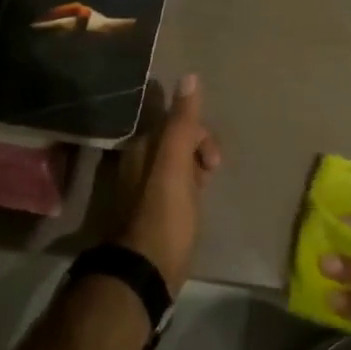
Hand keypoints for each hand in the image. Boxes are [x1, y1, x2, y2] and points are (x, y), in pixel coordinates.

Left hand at [114, 74, 220, 291]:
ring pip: (174, 166)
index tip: (214, 160)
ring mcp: (141, 192)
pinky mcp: (150, 216)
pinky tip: (195, 207)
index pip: (174, 123)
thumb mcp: (175, 165)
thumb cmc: (164, 216)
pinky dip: (188, 190)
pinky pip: (173, 189)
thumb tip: (189, 76)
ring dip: (195, 171)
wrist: (145, 273)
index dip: (199, 134)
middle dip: (199, 151)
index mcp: (141, 149)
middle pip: (174, 142)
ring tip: (206, 191)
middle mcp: (136, 165)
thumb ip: (182, 123)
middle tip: (213, 173)